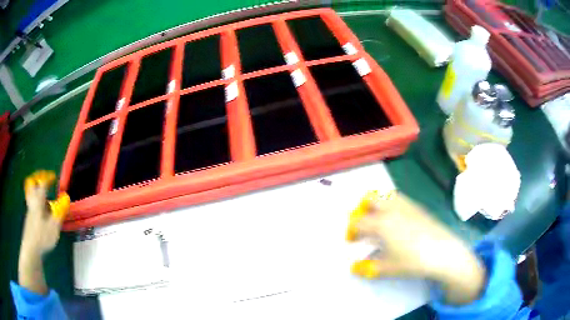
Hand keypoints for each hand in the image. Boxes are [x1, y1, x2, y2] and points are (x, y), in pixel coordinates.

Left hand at [19, 170, 68, 293]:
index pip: (43, 184)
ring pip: (32, 197)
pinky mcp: (29, 221)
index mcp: (38, 201)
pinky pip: (32, 207)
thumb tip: (66, 197)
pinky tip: (42, 214)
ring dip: (37, 194)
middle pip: (33, 187)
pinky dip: (37, 205)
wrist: (31, 249)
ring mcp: (30, 212)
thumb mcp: (54, 226)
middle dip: (37, 181)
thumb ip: (60, 211)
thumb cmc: (42, 236)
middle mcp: (33, 203)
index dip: (48, 178)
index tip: (53, 176)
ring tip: (44, 198)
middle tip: (43, 181)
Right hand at [353, 192, 485, 304]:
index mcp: (382, 223)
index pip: (358, 222)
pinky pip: (399, 198)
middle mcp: (392, 209)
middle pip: (370, 199)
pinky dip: (390, 204)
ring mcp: (406, 205)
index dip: (351, 231)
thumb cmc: (413, 261)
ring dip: (376, 203)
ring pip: (386, 194)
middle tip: (362, 224)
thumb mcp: (387, 268)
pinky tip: (396, 220)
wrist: (443, 252)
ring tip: (378, 219)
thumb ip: (368, 268)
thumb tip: (355, 268)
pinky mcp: (418, 207)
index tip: (351, 241)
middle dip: (361, 209)